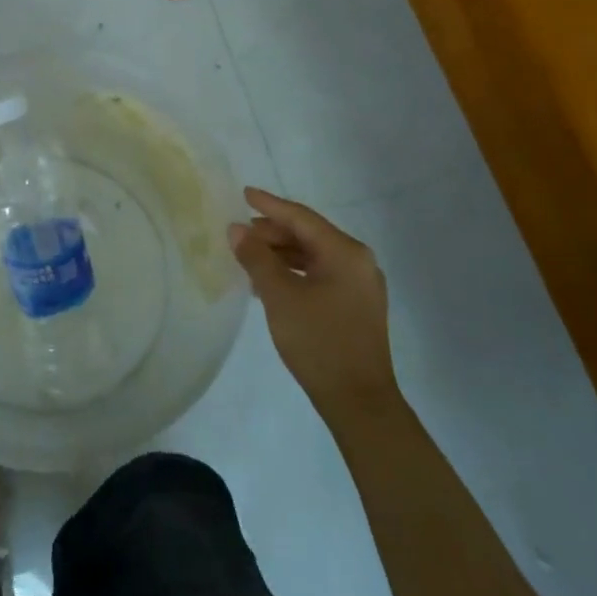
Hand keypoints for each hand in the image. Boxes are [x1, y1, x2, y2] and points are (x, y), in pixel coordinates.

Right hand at [228, 187, 394, 421]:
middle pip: (309, 235)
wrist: (359, 401)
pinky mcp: (356, 306)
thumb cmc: (318, 342)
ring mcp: (360, 285)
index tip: (244, 193)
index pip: (301, 218)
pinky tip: (270, 282)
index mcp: (345, 253)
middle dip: (273, 232)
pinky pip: (320, 274)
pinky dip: (294, 272)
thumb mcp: (279, 296)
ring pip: (314, 256)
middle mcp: (358, 262)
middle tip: (240, 234)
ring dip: (281, 253)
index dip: (269, 205)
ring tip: (249, 257)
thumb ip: (256, 258)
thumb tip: (236, 229)